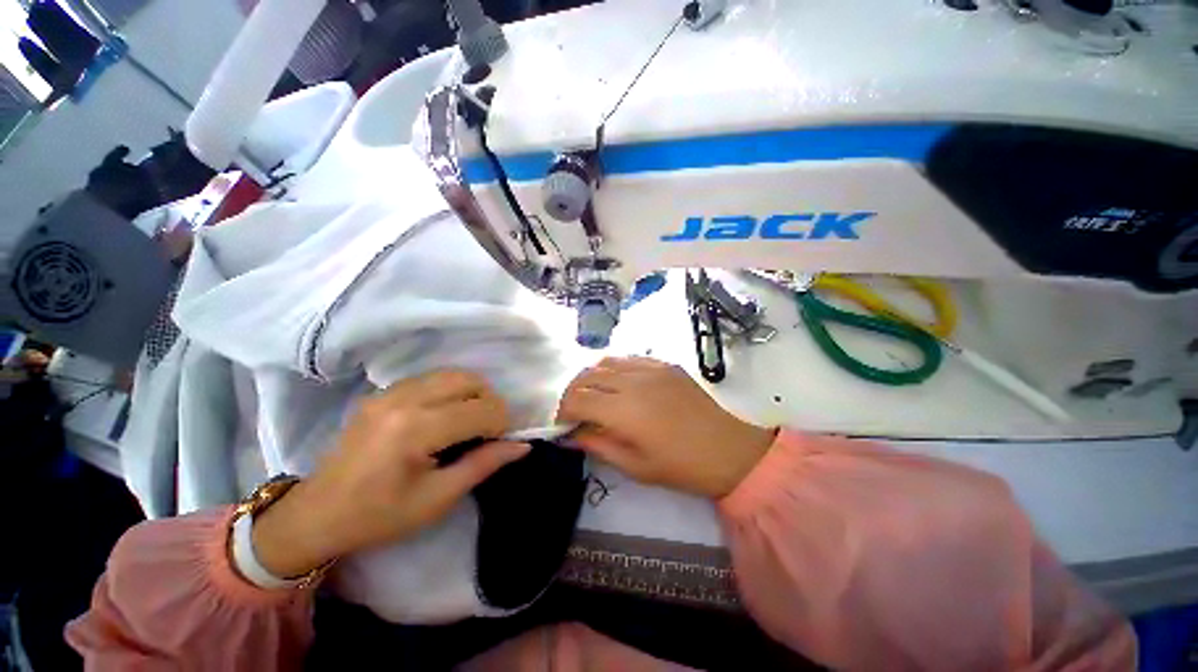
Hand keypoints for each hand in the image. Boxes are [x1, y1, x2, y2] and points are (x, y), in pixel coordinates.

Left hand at [251, 370, 528, 578]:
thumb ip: (483, 464)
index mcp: (416, 430)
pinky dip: (450, 389)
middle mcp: (404, 400)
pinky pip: (431, 377)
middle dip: (489, 402)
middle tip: (486, 430)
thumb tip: (522, 445)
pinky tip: (445, 414)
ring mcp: (390, 391)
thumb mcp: (438, 498)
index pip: (481, 409)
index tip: (498, 443)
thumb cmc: (379, 516)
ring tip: (468, 420)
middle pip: (470, 381)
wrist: (317, 515)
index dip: (501, 423)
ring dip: (472, 393)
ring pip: (453, 374)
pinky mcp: (382, 392)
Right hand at [557, 357, 774, 498]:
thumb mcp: (636, 466)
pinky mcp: (663, 363)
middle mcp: (632, 380)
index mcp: (623, 410)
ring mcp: (649, 367)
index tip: (563, 426)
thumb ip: (598, 446)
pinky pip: (627, 358)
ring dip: (590, 378)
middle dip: (572, 394)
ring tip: (594, 397)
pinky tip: (618, 384)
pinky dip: (613, 368)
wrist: (732, 447)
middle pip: (585, 376)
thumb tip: (571, 436)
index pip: (576, 400)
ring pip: (604, 362)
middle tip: (575, 413)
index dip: (562, 413)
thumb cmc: (683, 465)